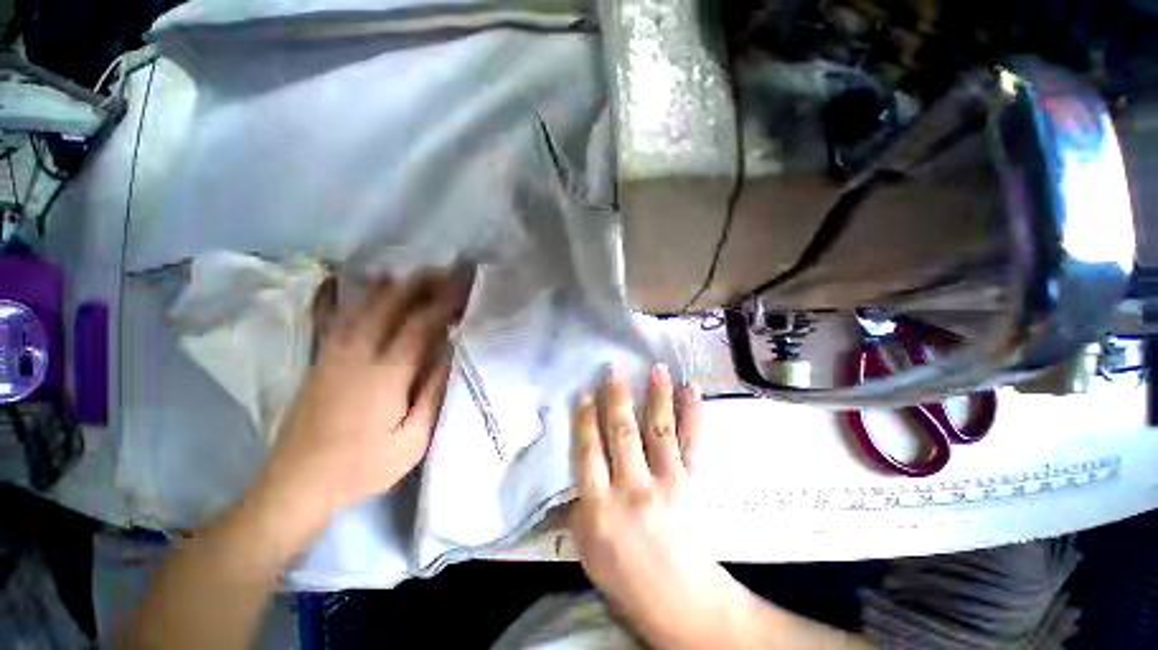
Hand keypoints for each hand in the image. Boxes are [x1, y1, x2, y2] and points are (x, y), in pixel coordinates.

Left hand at [260, 271, 466, 528]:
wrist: (297, 483)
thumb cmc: (362, 467)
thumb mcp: (413, 441)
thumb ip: (434, 395)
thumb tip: (451, 356)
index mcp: (386, 374)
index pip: (421, 324)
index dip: (444, 303)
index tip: (464, 289)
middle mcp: (359, 353)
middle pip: (391, 304)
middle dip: (421, 284)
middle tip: (446, 273)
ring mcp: (335, 352)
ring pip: (366, 305)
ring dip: (395, 285)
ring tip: (418, 275)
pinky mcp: (321, 358)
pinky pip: (342, 316)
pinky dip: (361, 296)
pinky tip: (373, 287)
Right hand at [570, 364, 745, 646]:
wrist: (678, 599)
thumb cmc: (623, 574)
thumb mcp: (585, 546)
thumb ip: (577, 504)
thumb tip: (569, 470)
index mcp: (600, 506)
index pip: (588, 451)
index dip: (585, 418)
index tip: (586, 392)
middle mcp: (632, 488)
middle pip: (622, 433)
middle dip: (617, 396)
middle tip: (615, 368)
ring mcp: (666, 482)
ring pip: (658, 430)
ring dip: (657, 396)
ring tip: (657, 368)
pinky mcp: (691, 482)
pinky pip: (691, 441)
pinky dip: (692, 413)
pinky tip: (691, 390)